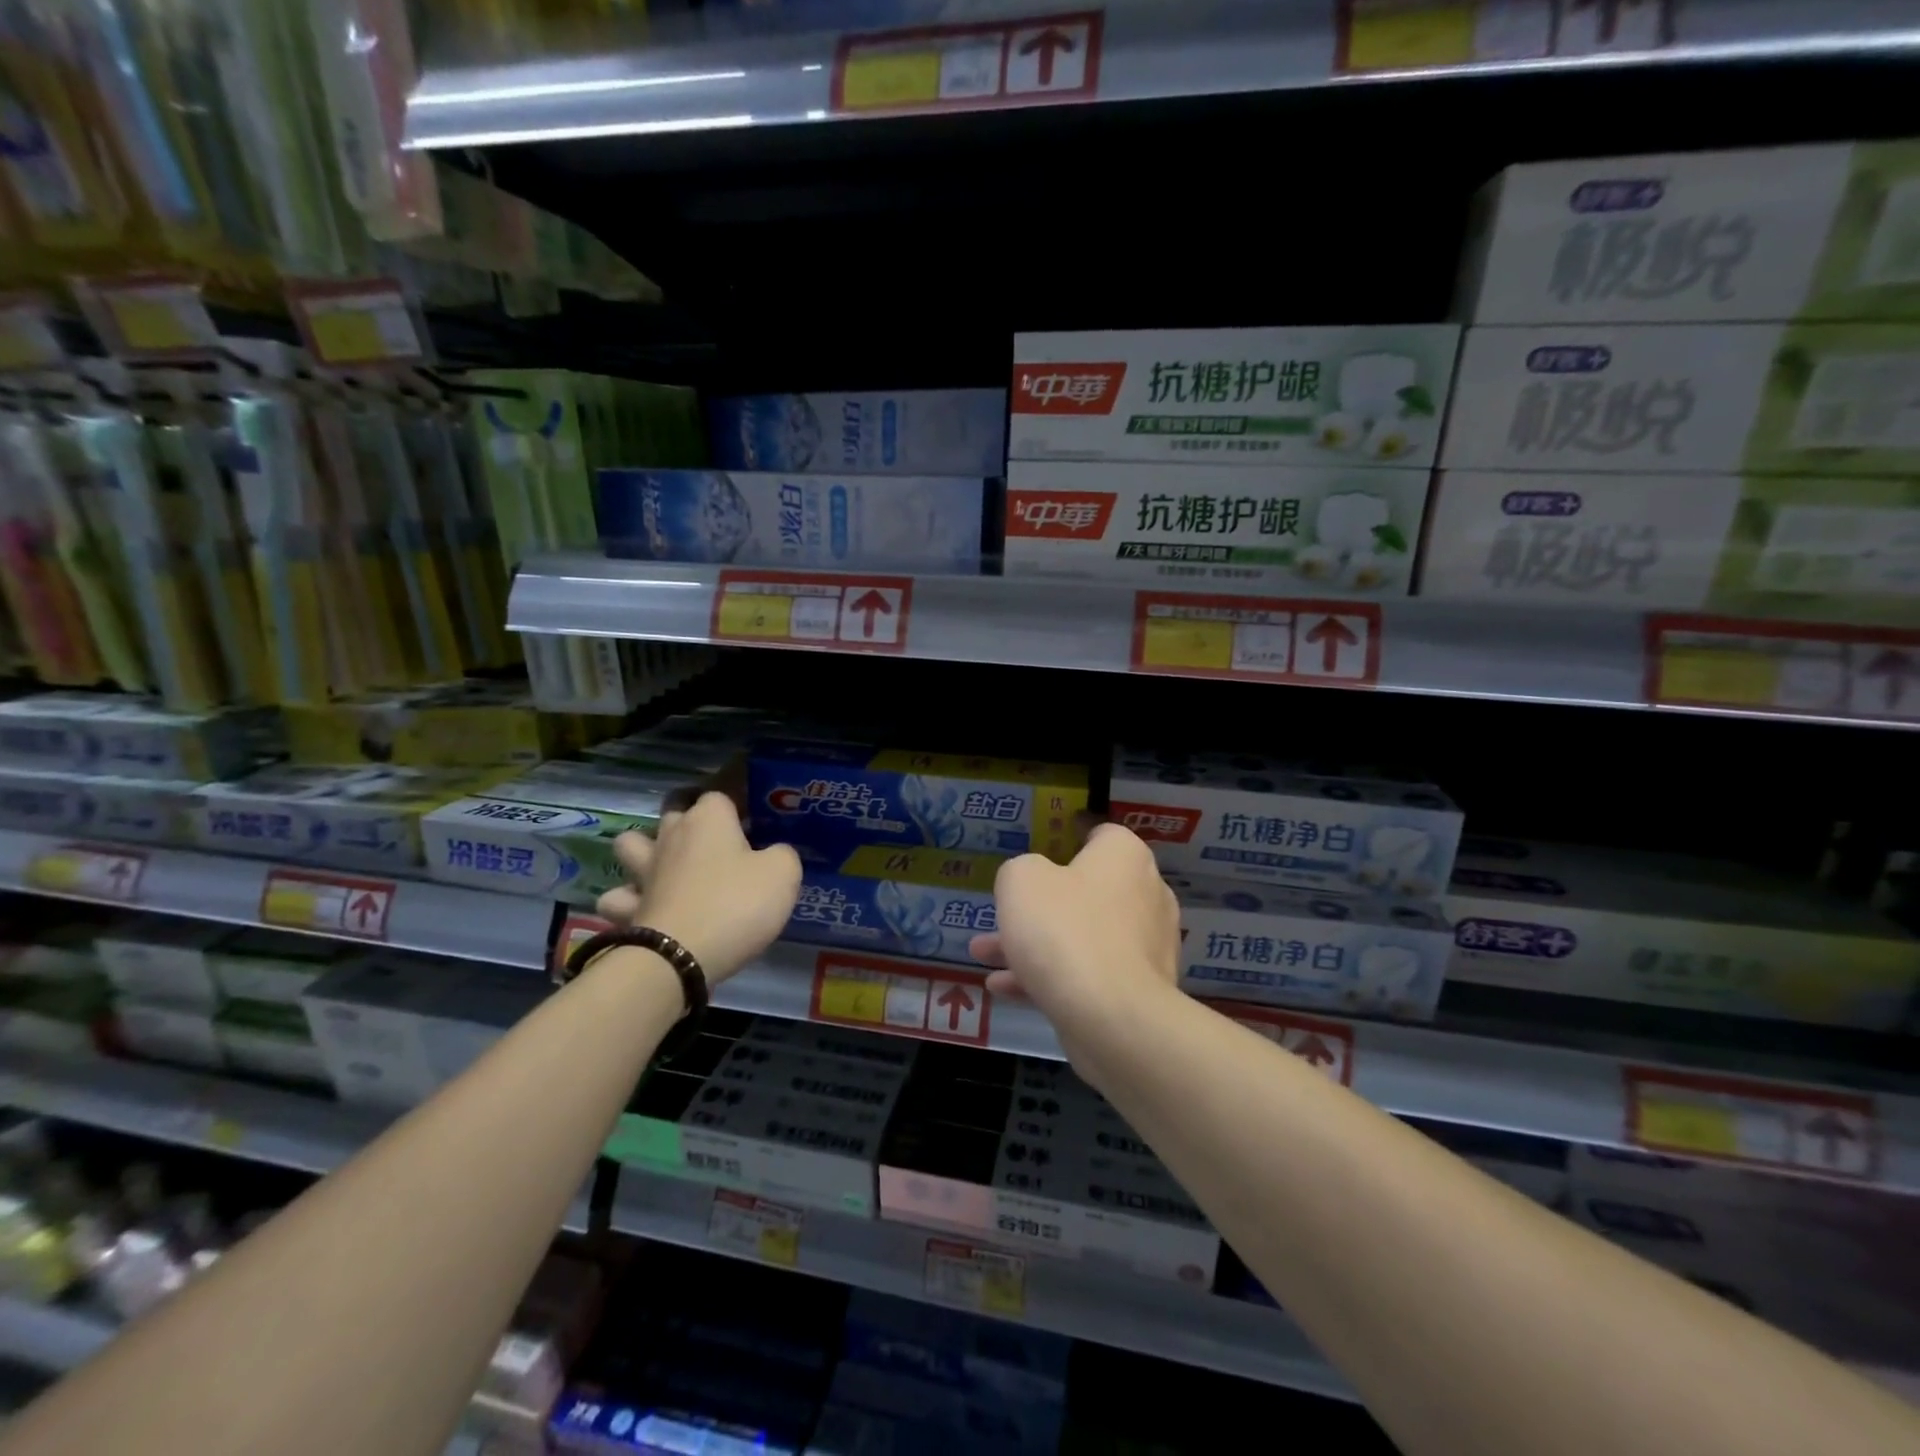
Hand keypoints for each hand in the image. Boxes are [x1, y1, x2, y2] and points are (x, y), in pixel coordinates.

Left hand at [596, 792, 801, 987]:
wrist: (679, 959)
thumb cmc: (735, 906)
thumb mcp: (783, 874)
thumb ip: (782, 854)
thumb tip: (773, 853)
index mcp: (708, 820)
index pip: (721, 792)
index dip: (738, 802)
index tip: (755, 817)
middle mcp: (671, 836)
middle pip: (674, 810)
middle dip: (689, 819)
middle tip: (715, 840)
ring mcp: (643, 872)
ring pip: (630, 844)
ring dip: (644, 850)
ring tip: (667, 864)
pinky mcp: (627, 909)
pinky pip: (619, 896)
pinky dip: (628, 900)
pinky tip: (645, 906)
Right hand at [970, 823, 1179, 1032]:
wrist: (1111, 1017)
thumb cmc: (1064, 930)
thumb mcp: (1020, 881)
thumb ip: (1019, 871)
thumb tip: (1030, 880)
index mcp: (1125, 857)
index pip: (1101, 835)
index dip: (1068, 840)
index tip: (1040, 854)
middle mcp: (1145, 894)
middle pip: (1086, 890)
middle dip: (1038, 905)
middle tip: (1004, 914)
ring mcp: (1145, 946)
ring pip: (1081, 936)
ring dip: (1034, 944)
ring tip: (984, 955)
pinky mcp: (1138, 991)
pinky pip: (1088, 973)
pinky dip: (1049, 977)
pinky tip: (1003, 988)